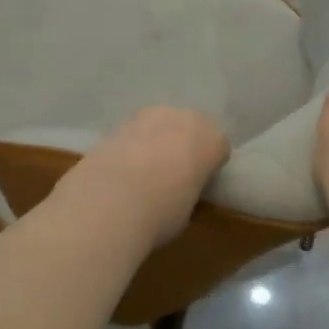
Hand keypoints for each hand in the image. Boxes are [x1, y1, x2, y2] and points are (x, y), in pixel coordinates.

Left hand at [56, 107, 229, 247]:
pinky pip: (134, 134)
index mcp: (211, 139)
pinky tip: (121, 171)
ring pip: (160, 125)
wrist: (110, 201)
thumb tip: (178, 191)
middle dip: (184, 145)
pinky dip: (131, 147)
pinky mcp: (118, 123)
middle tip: (174, 174)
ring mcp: (148, 117)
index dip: (210, 165)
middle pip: (190, 128)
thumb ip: (189, 190)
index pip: (219, 147)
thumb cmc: (162, 212)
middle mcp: (184, 118)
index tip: (200, 183)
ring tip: (144, 172)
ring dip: (156, 142)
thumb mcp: (188, 210)